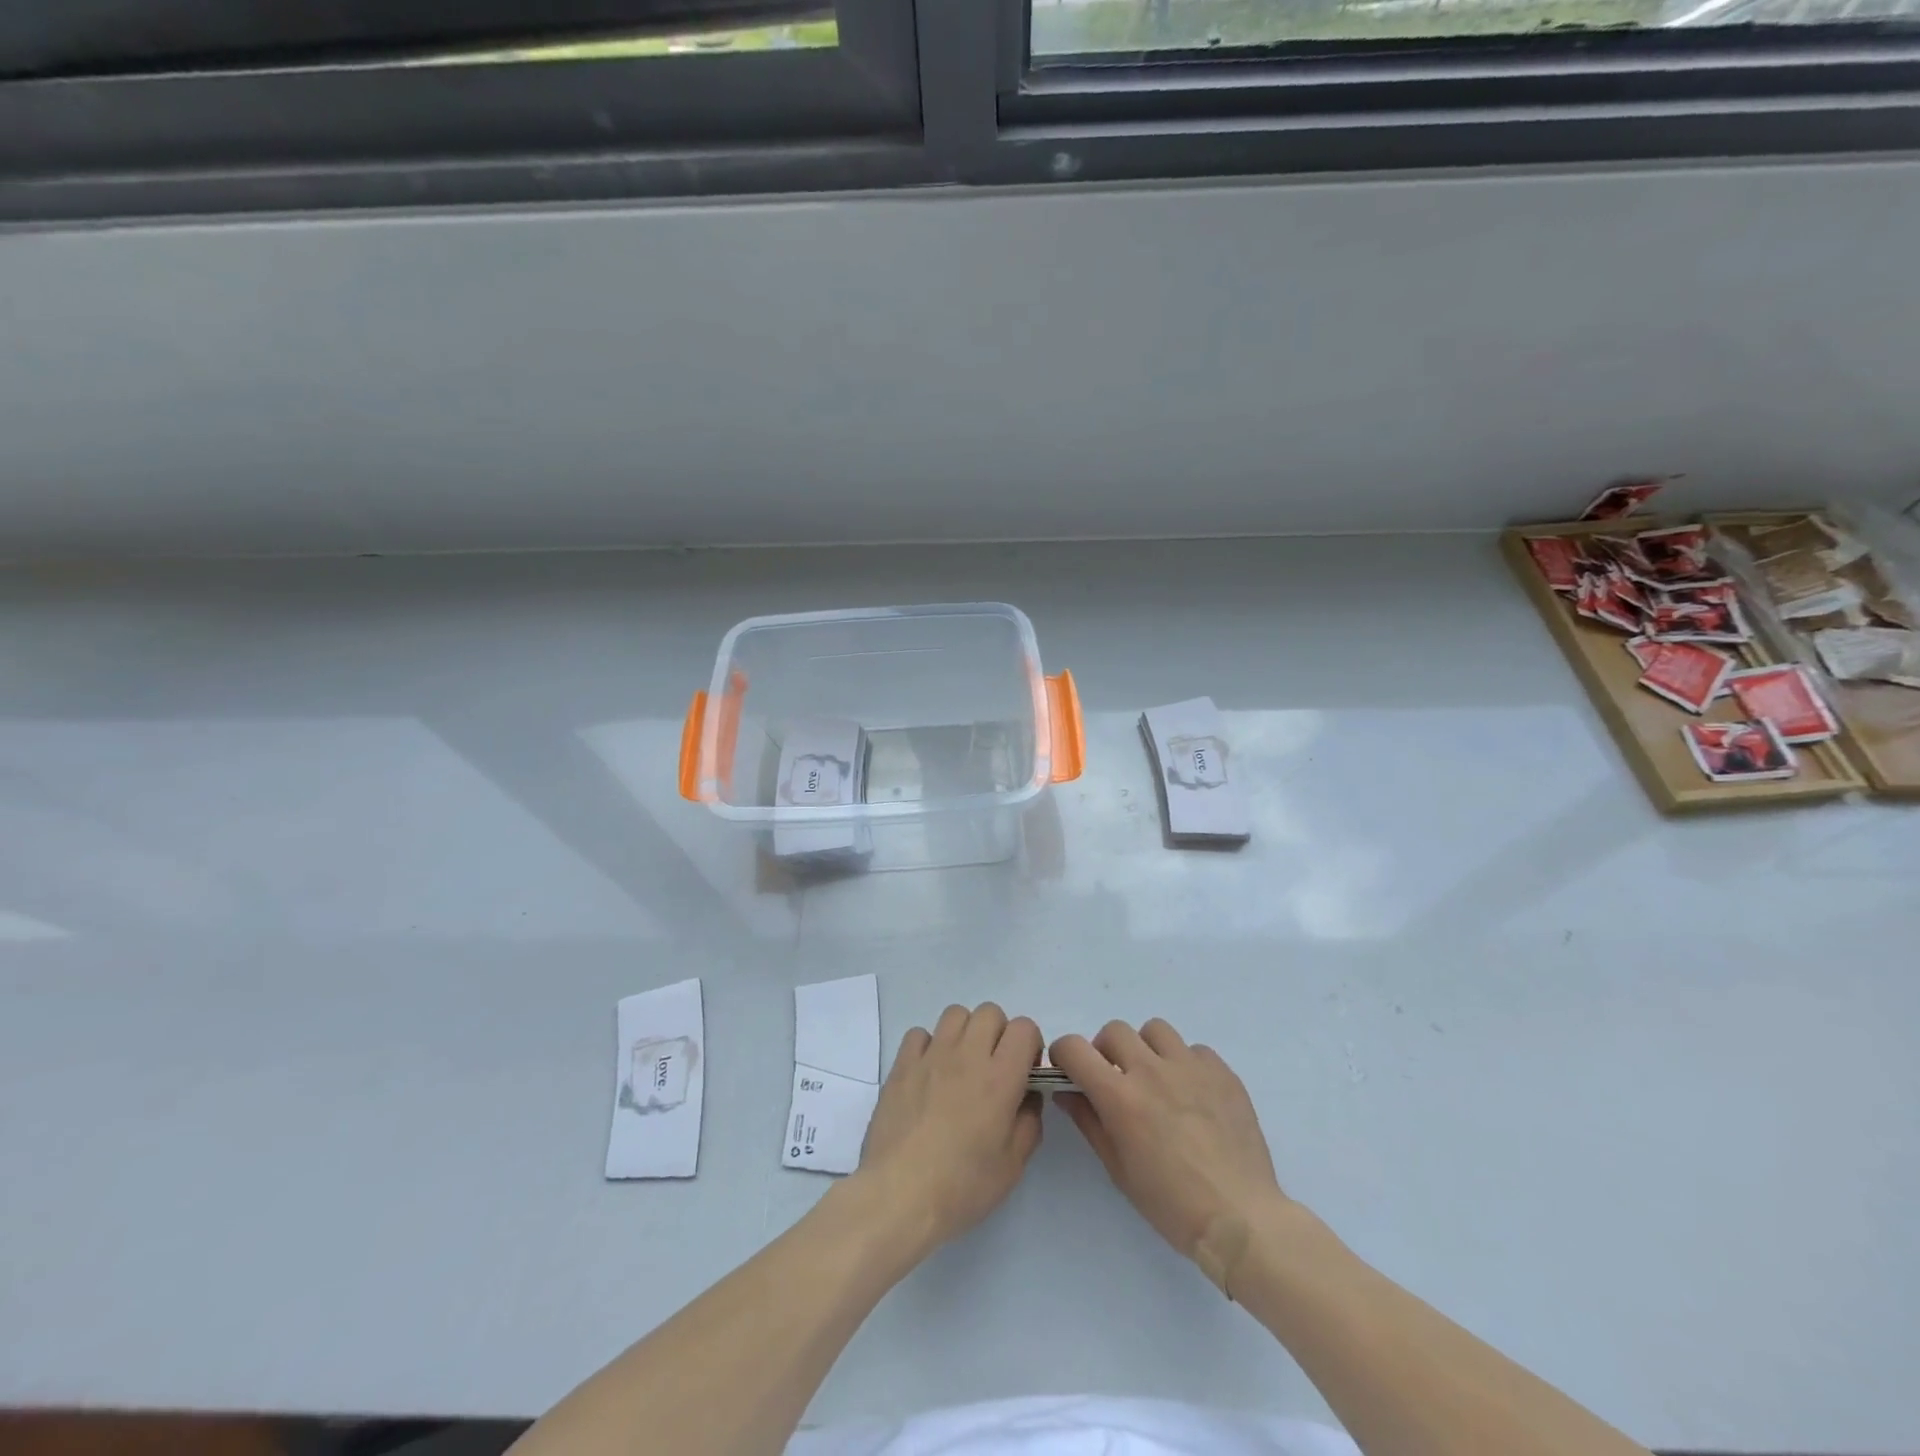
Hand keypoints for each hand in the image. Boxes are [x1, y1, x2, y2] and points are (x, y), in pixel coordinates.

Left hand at [854, 1003, 1043, 1252]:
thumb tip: (1027, 1096)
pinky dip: (929, 1046)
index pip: (1024, 1027)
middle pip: (990, 1012)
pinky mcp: (902, 1064)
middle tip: (993, 1068)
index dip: (1030, 1045)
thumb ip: (1029, 1122)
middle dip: (999, 1034)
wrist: (899, 1195)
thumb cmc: (962, 1186)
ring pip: (955, 1014)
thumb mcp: (1013, 1166)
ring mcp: (931, 1055)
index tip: (1024, 1072)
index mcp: (1000, 1078)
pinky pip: (920, 1034)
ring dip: (965, 1033)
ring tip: (961, 1067)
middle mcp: (967, 1055)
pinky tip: (929, 1074)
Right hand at [1050, 1019, 1285, 1264]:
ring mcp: (1190, 1067)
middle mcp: (1152, 1070)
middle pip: (1114, 1031)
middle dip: (1105, 1051)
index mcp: (1121, 1096)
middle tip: (1116, 1080)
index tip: (1069, 1071)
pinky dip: (1186, 1064)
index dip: (1064, 1054)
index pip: (1075, 1048)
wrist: (1241, 1219)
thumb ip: (1089, 1122)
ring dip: (1146, 1049)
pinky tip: (1193, 1094)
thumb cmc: (1171, 1204)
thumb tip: (1067, 1092)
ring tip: (1156, 1080)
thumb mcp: (1118, 1169)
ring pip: (1155, 1030)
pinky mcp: (1222, 1072)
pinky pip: (1195, 1050)